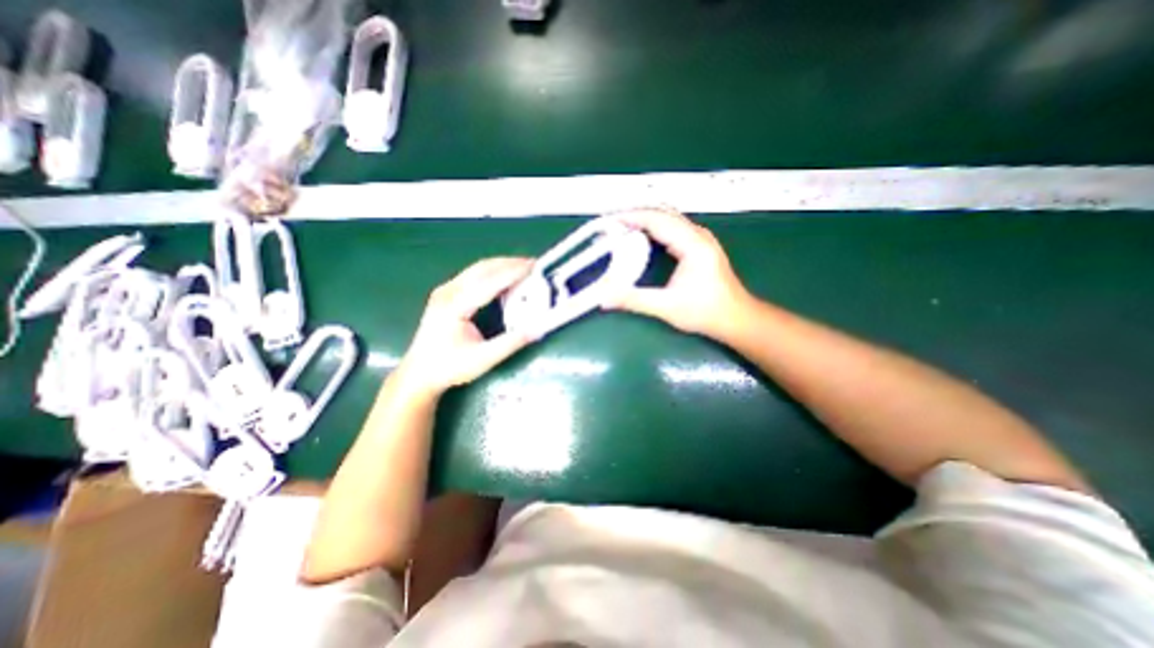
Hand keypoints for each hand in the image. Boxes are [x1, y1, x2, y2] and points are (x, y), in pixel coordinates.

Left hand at [388, 258, 531, 398]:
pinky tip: (504, 276)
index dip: (513, 272)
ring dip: (501, 265)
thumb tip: (538, 329)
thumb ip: (511, 343)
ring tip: (523, 267)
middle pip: (483, 268)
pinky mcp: (446, 293)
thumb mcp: (483, 359)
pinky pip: (473, 274)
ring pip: (477, 269)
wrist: (418, 373)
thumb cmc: (449, 368)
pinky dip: (492, 271)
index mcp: (455, 306)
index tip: (534, 266)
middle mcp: (448, 292)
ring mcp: (445, 290)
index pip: (489, 282)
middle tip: (534, 264)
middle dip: (510, 264)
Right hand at [604, 208, 759, 340]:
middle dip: (636, 215)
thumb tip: (604, 298)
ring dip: (645, 220)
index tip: (610, 222)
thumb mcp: (667, 307)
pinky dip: (655, 228)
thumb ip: (634, 300)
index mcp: (693, 244)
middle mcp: (698, 234)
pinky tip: (642, 237)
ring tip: (623, 228)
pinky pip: (673, 227)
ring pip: (668, 218)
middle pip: (662, 213)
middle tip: (612, 226)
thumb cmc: (705, 312)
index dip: (632, 217)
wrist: (737, 318)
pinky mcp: (700, 245)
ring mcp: (700, 238)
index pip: (658, 220)